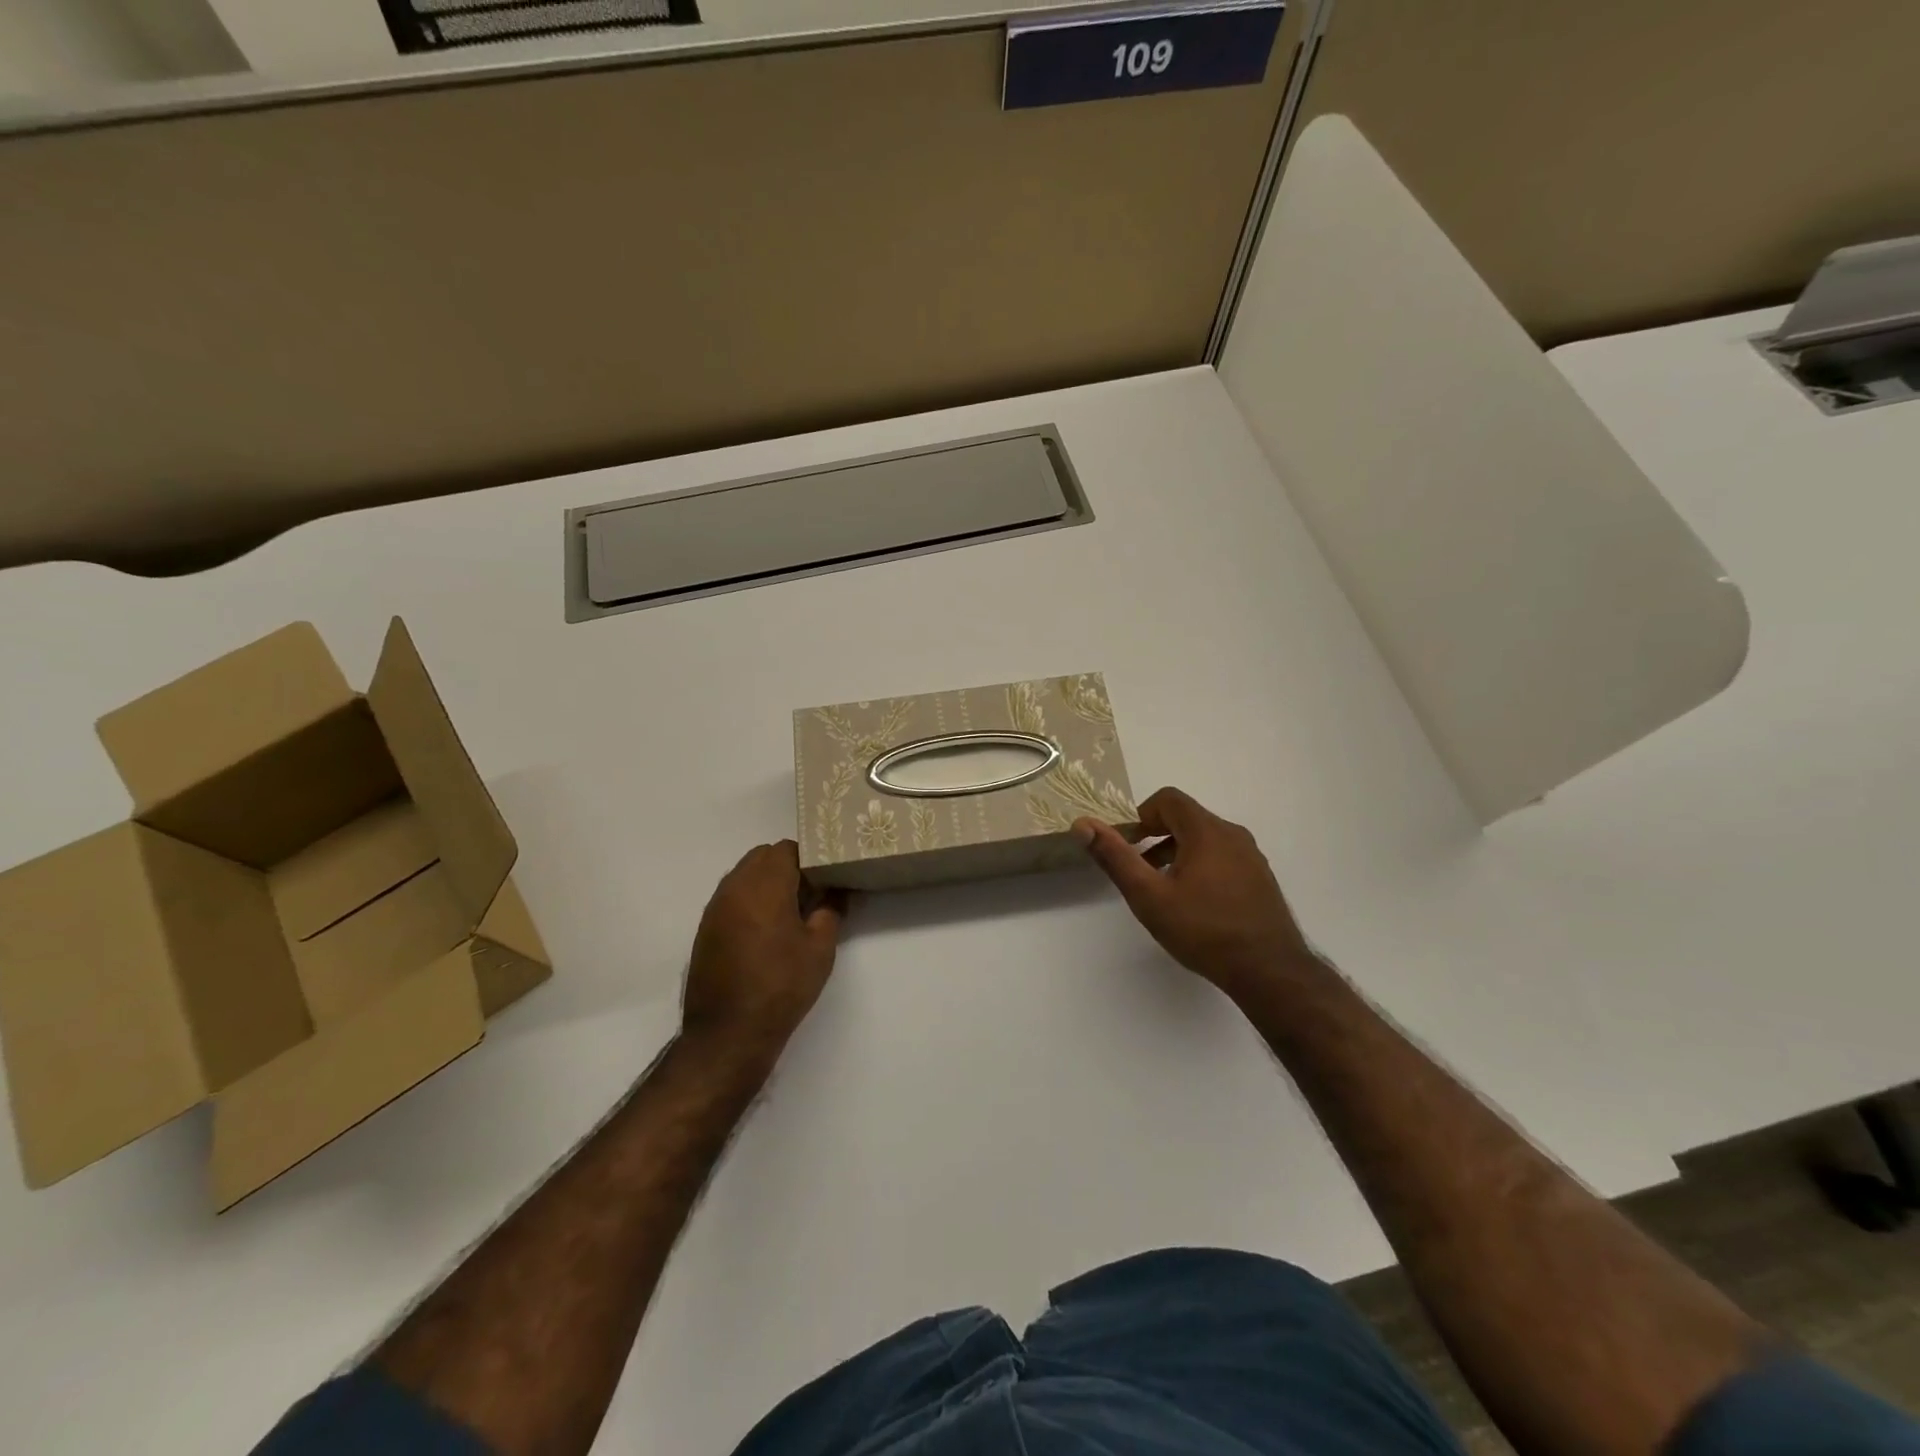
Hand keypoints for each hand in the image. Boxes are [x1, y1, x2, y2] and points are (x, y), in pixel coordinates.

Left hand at [682, 841, 846, 1064]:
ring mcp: (715, 908)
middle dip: (787, 867)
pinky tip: (766, 932)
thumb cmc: (781, 985)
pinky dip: (750, 902)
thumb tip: (835, 893)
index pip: (786, 849)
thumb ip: (830, 912)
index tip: (826, 878)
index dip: (809, 858)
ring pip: (744, 876)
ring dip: (767, 884)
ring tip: (790, 914)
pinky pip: (731, 898)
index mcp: (764, 885)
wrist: (728, 1033)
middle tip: (811, 894)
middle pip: (762, 857)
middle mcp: (734, 887)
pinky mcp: (705, 929)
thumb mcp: (820, 949)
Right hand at [1075, 787, 1314, 999]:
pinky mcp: (1260, 879)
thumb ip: (1115, 857)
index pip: (1168, 799)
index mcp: (1206, 831)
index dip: (1142, 815)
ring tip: (1163, 888)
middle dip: (1157, 835)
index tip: (1130, 844)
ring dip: (1178, 851)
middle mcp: (1233, 834)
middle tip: (1140, 868)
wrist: (1269, 971)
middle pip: (1187, 817)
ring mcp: (1251, 857)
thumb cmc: (1203, 930)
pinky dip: (1201, 865)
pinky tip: (1195, 903)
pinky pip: (1224, 856)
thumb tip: (1082, 824)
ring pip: (1206, 838)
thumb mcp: (1148, 895)